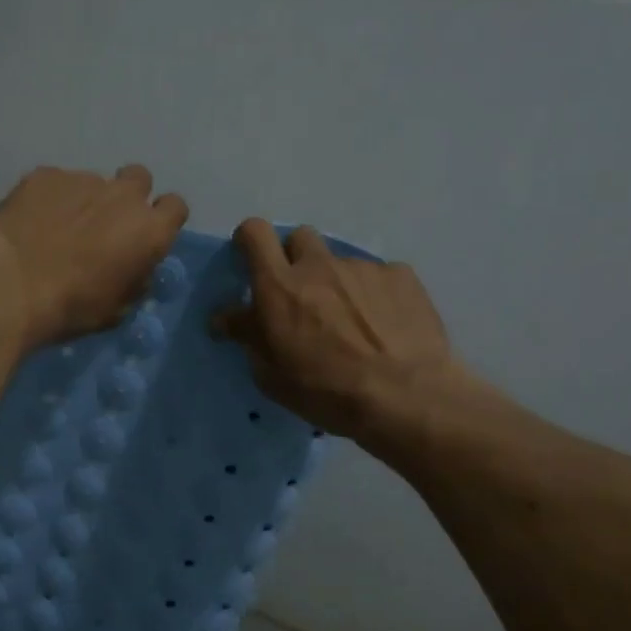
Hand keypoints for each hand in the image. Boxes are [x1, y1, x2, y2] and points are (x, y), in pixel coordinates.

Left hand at [0, 165, 189, 352]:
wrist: (7, 285)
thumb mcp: (115, 310)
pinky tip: (31, 223)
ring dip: (85, 201)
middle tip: (106, 225)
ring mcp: (82, 179)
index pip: (176, 207)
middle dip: (128, 197)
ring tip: (57, 229)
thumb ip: (133, 281)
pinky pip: (56, 183)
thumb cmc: (69, 307)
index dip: (162, 219)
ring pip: (94, 183)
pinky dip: (50, 199)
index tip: (145, 236)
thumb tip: (133, 269)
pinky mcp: (44, 175)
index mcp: (149, 230)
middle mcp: (123, 196)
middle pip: (139, 179)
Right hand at [212, 219, 471, 452]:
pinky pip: (378, 276)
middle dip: (295, 259)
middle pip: (299, 237)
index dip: (249, 240)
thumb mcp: (271, 375)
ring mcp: (362, 267)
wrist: (405, 397)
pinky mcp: (401, 276)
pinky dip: (374, 295)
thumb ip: (247, 336)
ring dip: (336, 283)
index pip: (254, 233)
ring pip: (340, 262)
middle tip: (301, 296)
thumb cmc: (326, 391)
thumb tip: (225, 318)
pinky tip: (384, 326)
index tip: (252, 261)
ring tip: (353, 322)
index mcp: (279, 287)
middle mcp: (319, 265)